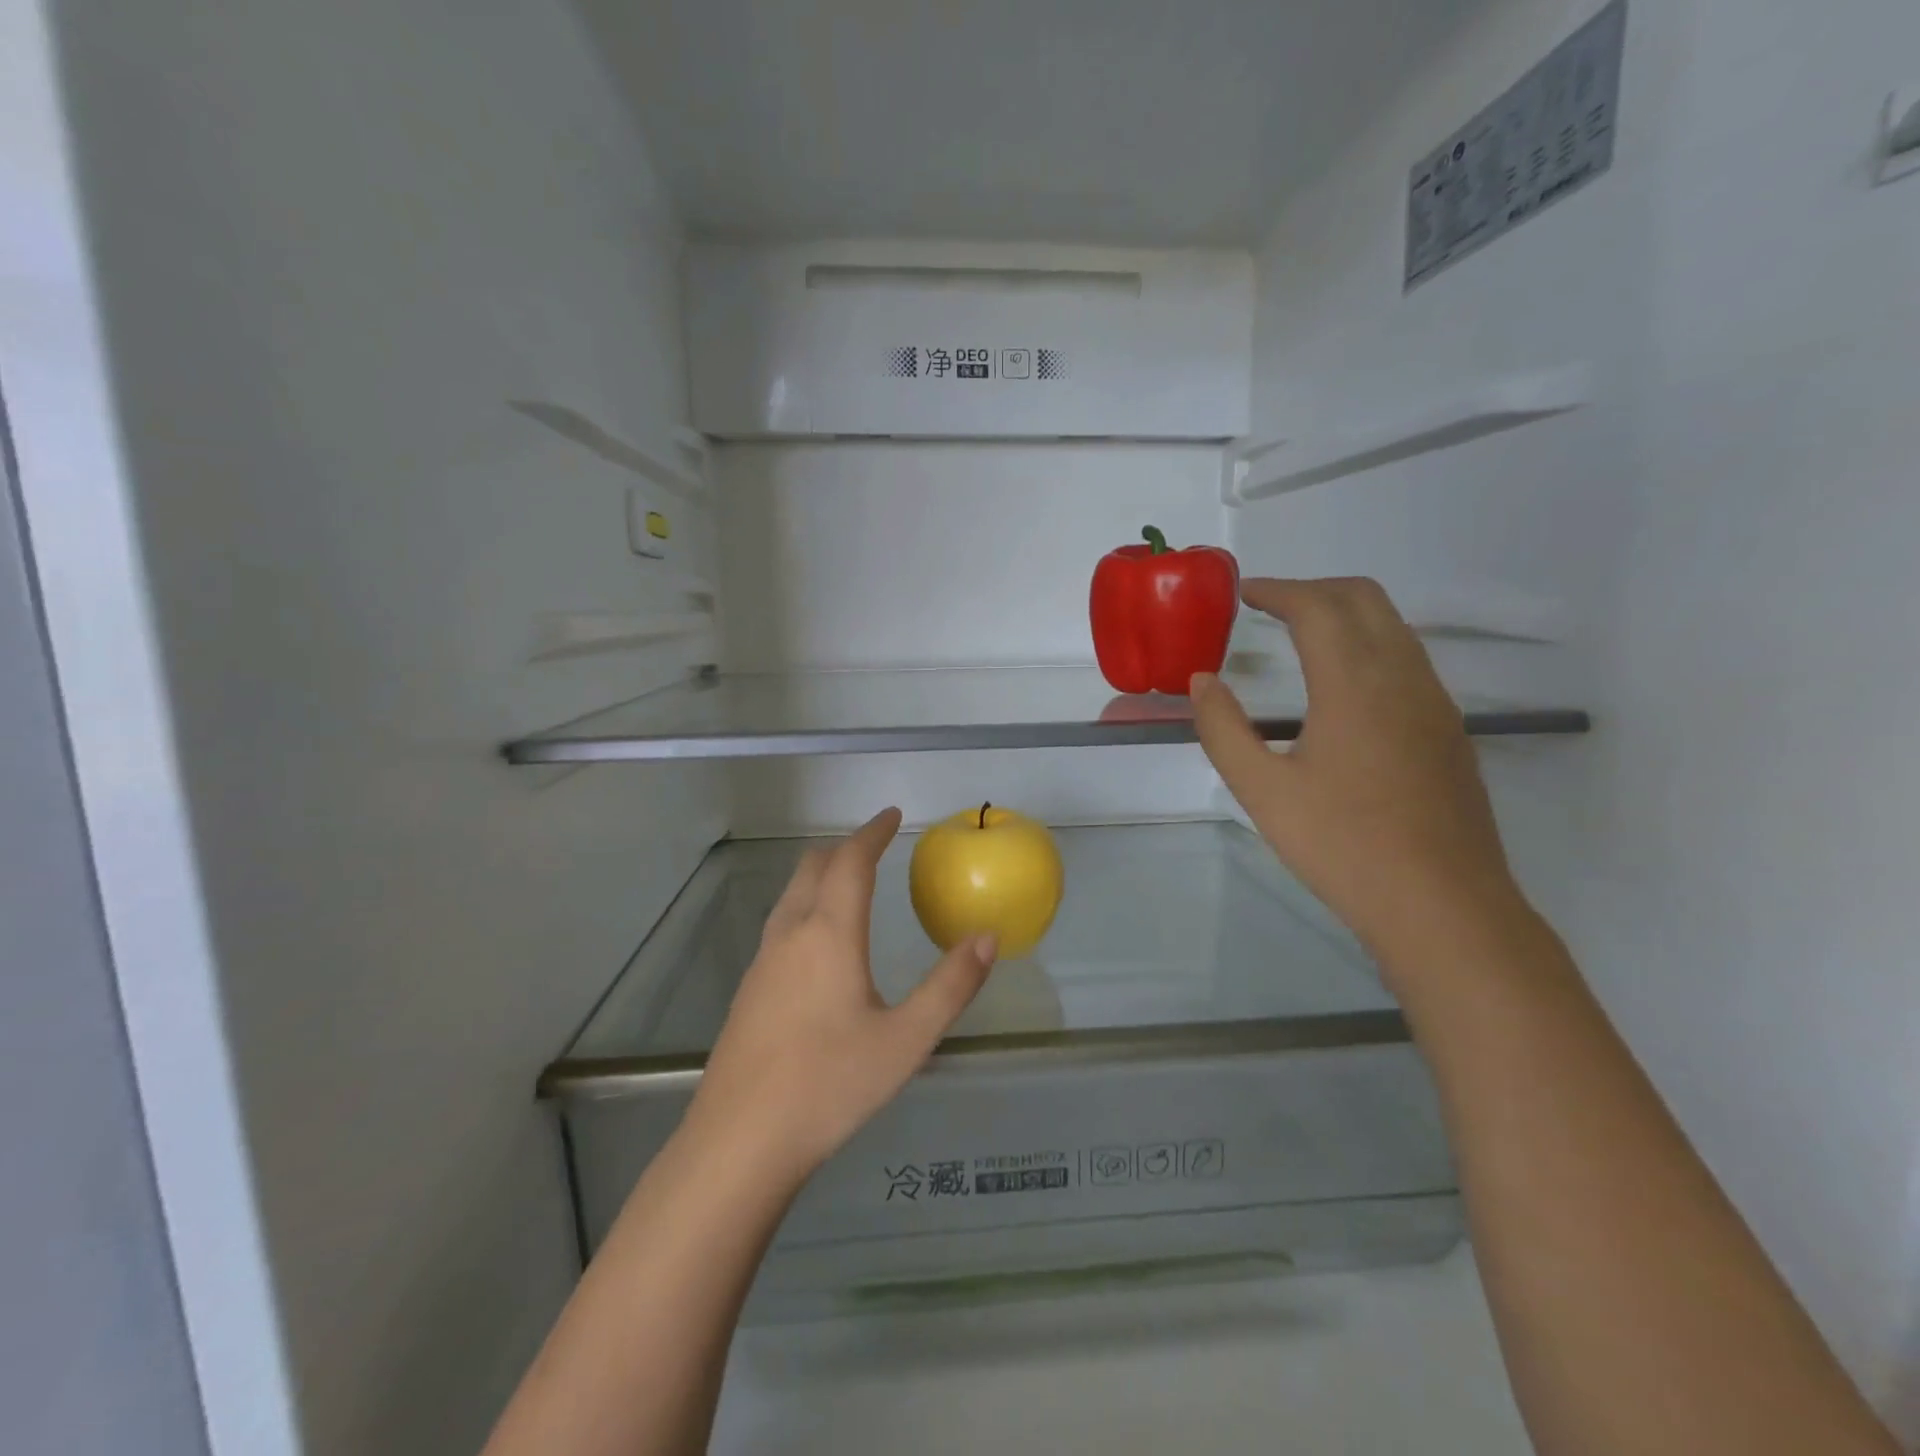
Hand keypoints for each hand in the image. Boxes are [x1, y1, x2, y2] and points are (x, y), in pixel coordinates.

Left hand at [684, 808, 997, 1187]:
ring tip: (850, 884)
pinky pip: (781, 923)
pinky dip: (806, 905)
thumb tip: (987, 937)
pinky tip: (819, 943)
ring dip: (821, 875)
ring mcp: (763, 961)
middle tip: (875, 846)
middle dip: (845, 848)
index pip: (850, 862)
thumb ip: (950, 986)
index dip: (872, 833)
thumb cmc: (829, 1085)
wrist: (739, 1142)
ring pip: (791, 894)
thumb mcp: (906, 1040)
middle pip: (813, 867)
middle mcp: (791, 935)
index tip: (892, 816)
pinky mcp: (749, 990)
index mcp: (829, 934)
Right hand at [1191, 577, 1522, 965]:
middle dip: (1313, 589)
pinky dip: (1368, 644)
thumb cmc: (1342, 847)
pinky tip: (1341, 688)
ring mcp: (1434, 702)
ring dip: (1344, 614)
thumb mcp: (1262, 791)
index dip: (1277, 590)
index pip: (1317, 607)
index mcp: (1355, 684)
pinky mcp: (1448, 730)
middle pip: (1364, 599)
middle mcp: (1403, 677)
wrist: (1443, 906)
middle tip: (1268, 607)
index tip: (1243, 593)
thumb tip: (1202, 682)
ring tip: (1299, 637)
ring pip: (1393, 626)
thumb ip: (1223, 729)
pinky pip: (1408, 659)